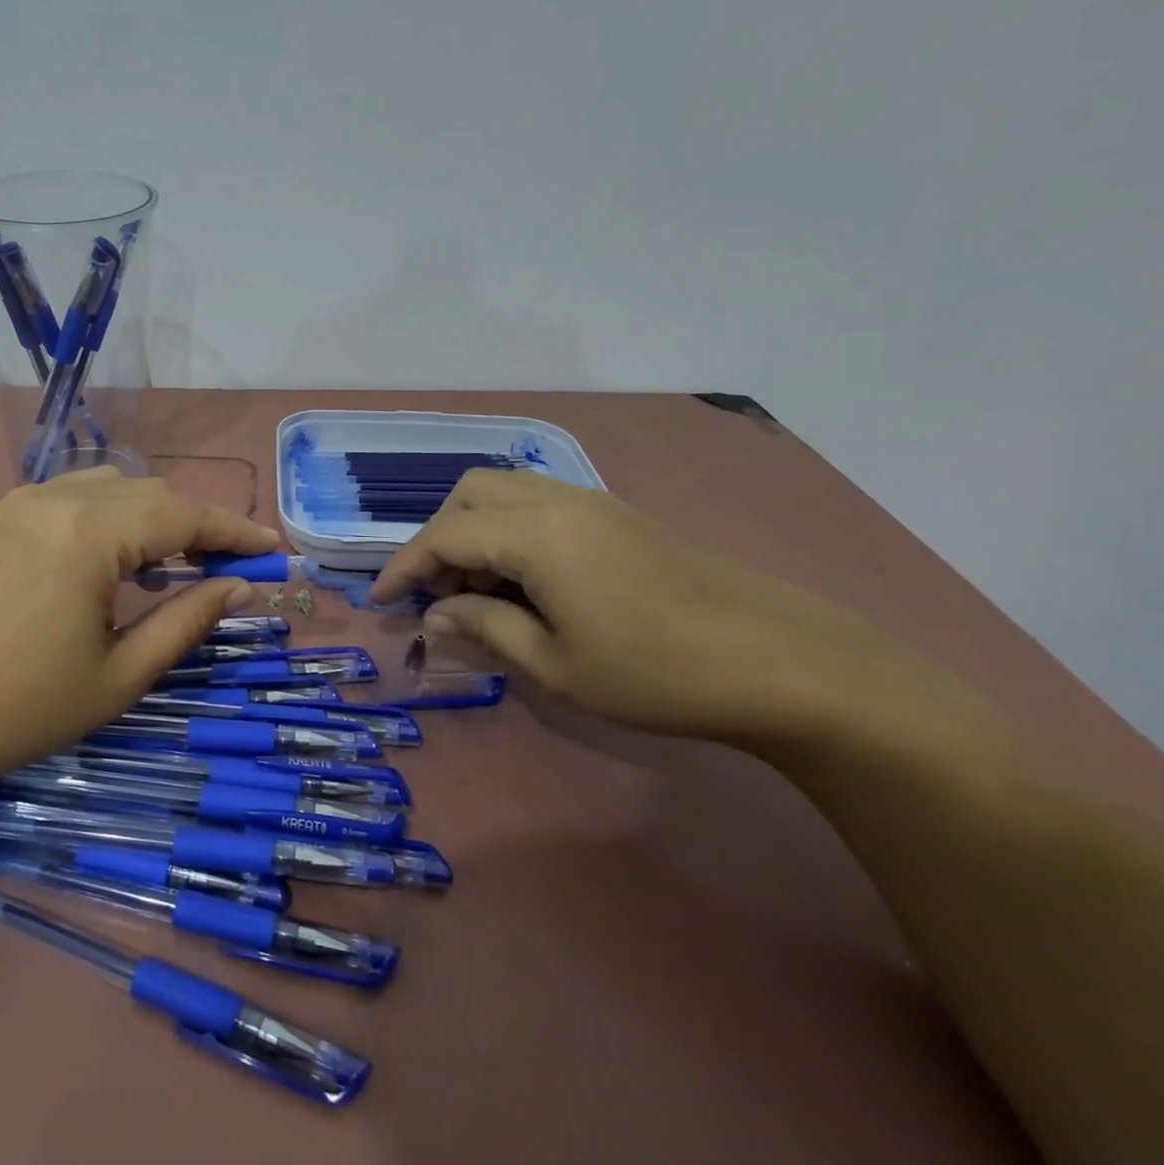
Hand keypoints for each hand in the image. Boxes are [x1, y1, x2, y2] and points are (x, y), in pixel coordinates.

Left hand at [0, 468, 279, 789]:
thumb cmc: (19, 708)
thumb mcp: (119, 675)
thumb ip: (186, 621)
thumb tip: (239, 587)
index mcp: (89, 534)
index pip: (184, 514)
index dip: (235, 529)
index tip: (272, 548)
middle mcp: (53, 498)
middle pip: (148, 492)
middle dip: (195, 523)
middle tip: (224, 564)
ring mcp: (13, 502)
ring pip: (105, 487)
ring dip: (148, 516)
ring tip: (165, 564)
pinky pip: (63, 497)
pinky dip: (102, 516)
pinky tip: (102, 561)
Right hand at [370, 469, 935, 748]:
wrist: (784, 663)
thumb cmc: (656, 672)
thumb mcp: (554, 664)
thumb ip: (484, 628)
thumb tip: (435, 615)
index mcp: (535, 534)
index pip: (444, 536)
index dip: (403, 568)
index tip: (379, 602)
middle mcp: (558, 501)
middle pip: (469, 493)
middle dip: (437, 538)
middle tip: (437, 594)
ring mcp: (593, 503)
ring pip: (505, 492)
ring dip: (474, 531)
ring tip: (476, 591)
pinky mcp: (618, 517)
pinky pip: (540, 505)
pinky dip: (509, 532)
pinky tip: (524, 582)